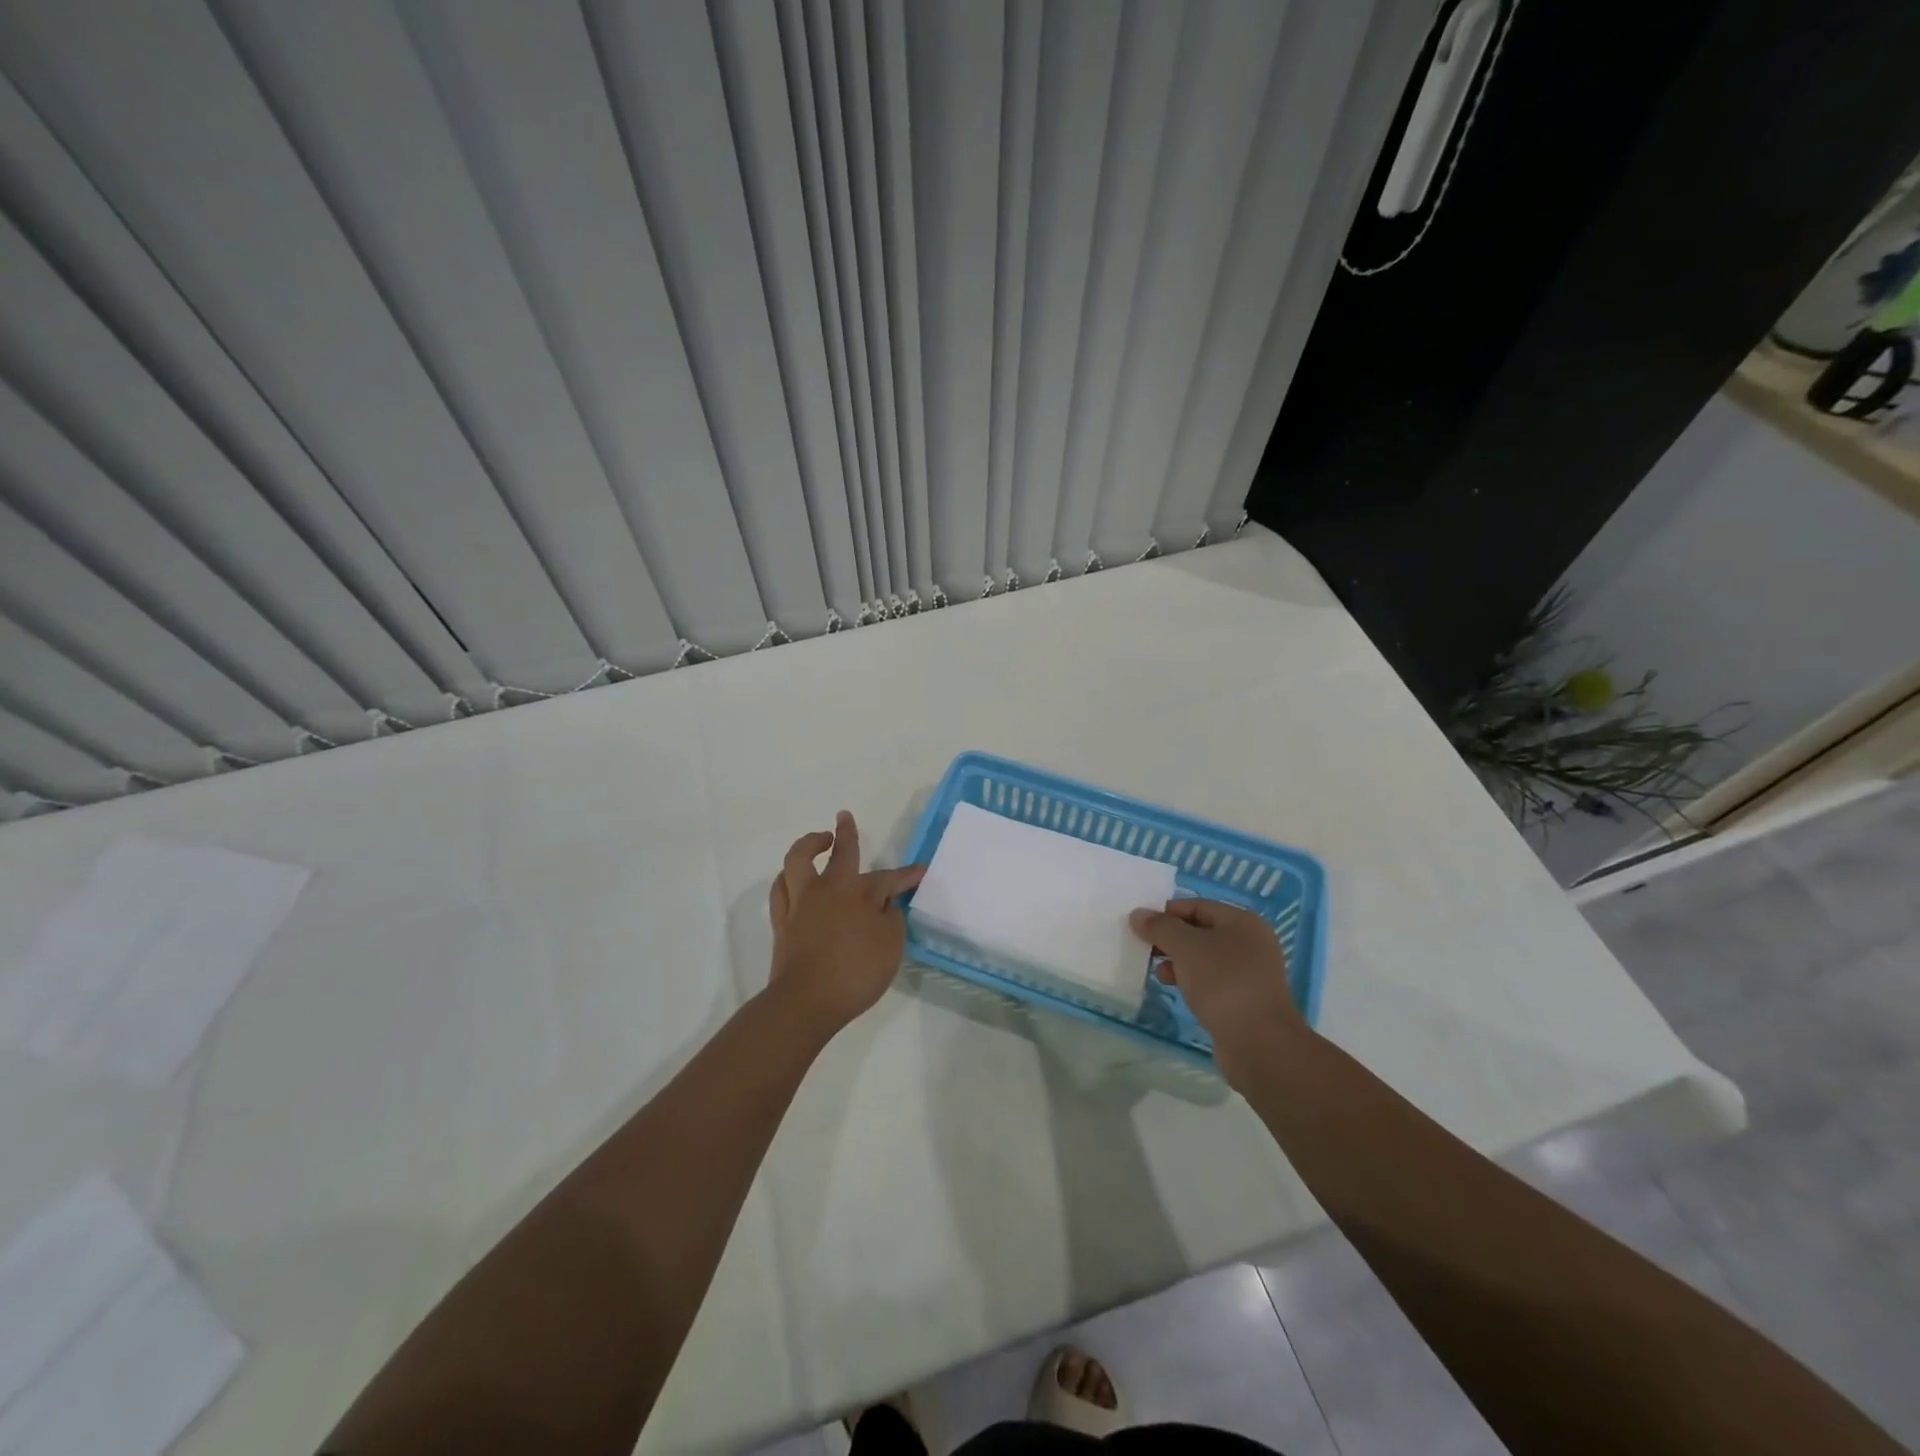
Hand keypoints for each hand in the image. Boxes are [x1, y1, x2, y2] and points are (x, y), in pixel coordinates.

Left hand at [767, 811, 925, 1037]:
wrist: (806, 1001)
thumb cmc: (856, 973)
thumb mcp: (890, 946)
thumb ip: (891, 920)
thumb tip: (886, 904)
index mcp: (859, 893)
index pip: (889, 878)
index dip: (906, 875)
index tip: (919, 871)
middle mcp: (828, 889)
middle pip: (839, 853)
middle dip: (846, 833)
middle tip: (844, 817)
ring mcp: (801, 903)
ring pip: (798, 861)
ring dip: (808, 845)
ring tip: (816, 841)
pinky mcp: (782, 922)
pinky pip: (781, 889)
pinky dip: (788, 878)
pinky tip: (791, 878)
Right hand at [1129, 899, 1307, 1084]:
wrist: (1259, 1044)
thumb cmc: (1223, 983)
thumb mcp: (1185, 947)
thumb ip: (1160, 927)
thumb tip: (1138, 914)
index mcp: (1242, 922)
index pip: (1197, 906)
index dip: (1166, 912)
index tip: (1140, 926)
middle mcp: (1250, 943)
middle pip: (1200, 931)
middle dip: (1170, 939)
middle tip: (1144, 949)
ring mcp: (1249, 973)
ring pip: (1204, 958)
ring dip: (1178, 962)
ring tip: (1157, 973)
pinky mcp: (1244, 999)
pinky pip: (1211, 981)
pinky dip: (1191, 981)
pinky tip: (1175, 989)